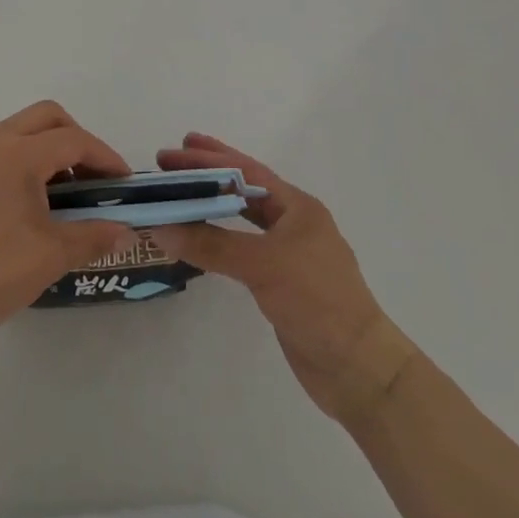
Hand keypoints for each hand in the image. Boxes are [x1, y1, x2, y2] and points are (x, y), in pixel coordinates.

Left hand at [0, 101, 130, 348]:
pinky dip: (13, 165)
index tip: (122, 183)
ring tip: (55, 196)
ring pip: (14, 132)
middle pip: (45, 118)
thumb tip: (125, 232)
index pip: (73, 140)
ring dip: (42, 151)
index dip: (105, 157)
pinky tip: (13, 209)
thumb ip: (93, 236)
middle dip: (75, 139)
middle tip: (90, 178)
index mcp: (17, 153)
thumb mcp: (50, 257)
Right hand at [153, 133, 418, 425]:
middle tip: (170, 162)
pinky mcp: (281, 282)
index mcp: (297, 207)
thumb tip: (161, 227)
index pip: (247, 171)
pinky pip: (241, 249)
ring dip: (212, 206)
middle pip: (244, 188)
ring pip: (243, 219)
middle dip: (209, 174)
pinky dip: (218, 239)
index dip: (210, 158)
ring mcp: (289, 253)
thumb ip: (211, 245)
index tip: (176, 149)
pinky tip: (199, 239)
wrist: (358, 368)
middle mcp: (294, 223)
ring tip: (180, 195)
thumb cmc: (317, 301)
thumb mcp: (263, 266)